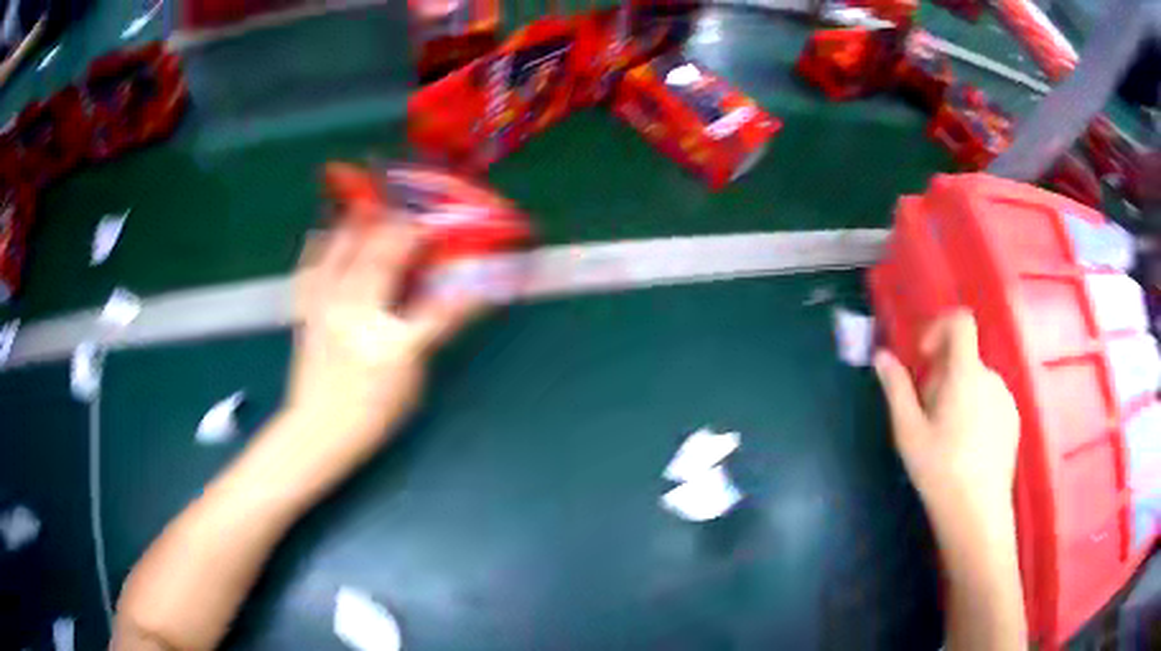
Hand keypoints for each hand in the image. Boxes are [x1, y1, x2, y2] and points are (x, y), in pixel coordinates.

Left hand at [279, 214, 478, 473]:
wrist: (318, 430)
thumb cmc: (370, 413)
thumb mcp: (410, 382)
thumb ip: (426, 338)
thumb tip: (442, 304)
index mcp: (390, 345)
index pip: (434, 308)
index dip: (458, 286)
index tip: (468, 262)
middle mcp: (357, 319)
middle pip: (381, 262)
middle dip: (402, 232)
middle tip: (415, 215)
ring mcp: (327, 311)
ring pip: (343, 257)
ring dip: (360, 227)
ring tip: (370, 204)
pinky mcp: (307, 313)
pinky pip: (312, 271)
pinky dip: (319, 248)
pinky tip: (323, 231)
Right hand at [874, 310, 1019, 531]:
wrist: (977, 513)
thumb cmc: (940, 471)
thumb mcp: (909, 432)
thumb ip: (897, 389)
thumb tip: (882, 356)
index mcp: (966, 374)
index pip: (961, 322)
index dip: (940, 327)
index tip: (924, 357)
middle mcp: (991, 378)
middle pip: (964, 357)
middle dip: (941, 374)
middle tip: (926, 413)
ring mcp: (1006, 399)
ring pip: (976, 380)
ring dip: (958, 393)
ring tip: (945, 435)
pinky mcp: (1013, 420)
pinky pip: (990, 399)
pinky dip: (975, 408)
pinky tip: (965, 447)